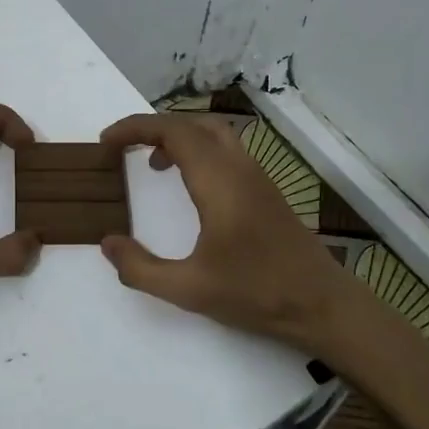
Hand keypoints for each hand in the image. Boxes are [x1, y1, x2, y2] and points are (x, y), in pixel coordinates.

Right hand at [99, 113, 397, 365]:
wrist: (322, 305)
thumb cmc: (256, 293)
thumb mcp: (189, 288)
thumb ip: (141, 268)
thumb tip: (108, 243)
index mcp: (218, 180)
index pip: (171, 131)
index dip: (134, 128)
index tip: (105, 142)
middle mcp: (238, 167)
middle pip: (191, 123)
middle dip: (152, 127)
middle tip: (123, 148)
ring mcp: (256, 175)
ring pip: (212, 133)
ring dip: (178, 137)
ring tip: (151, 163)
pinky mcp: (265, 189)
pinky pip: (225, 150)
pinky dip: (197, 151)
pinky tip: (188, 186)